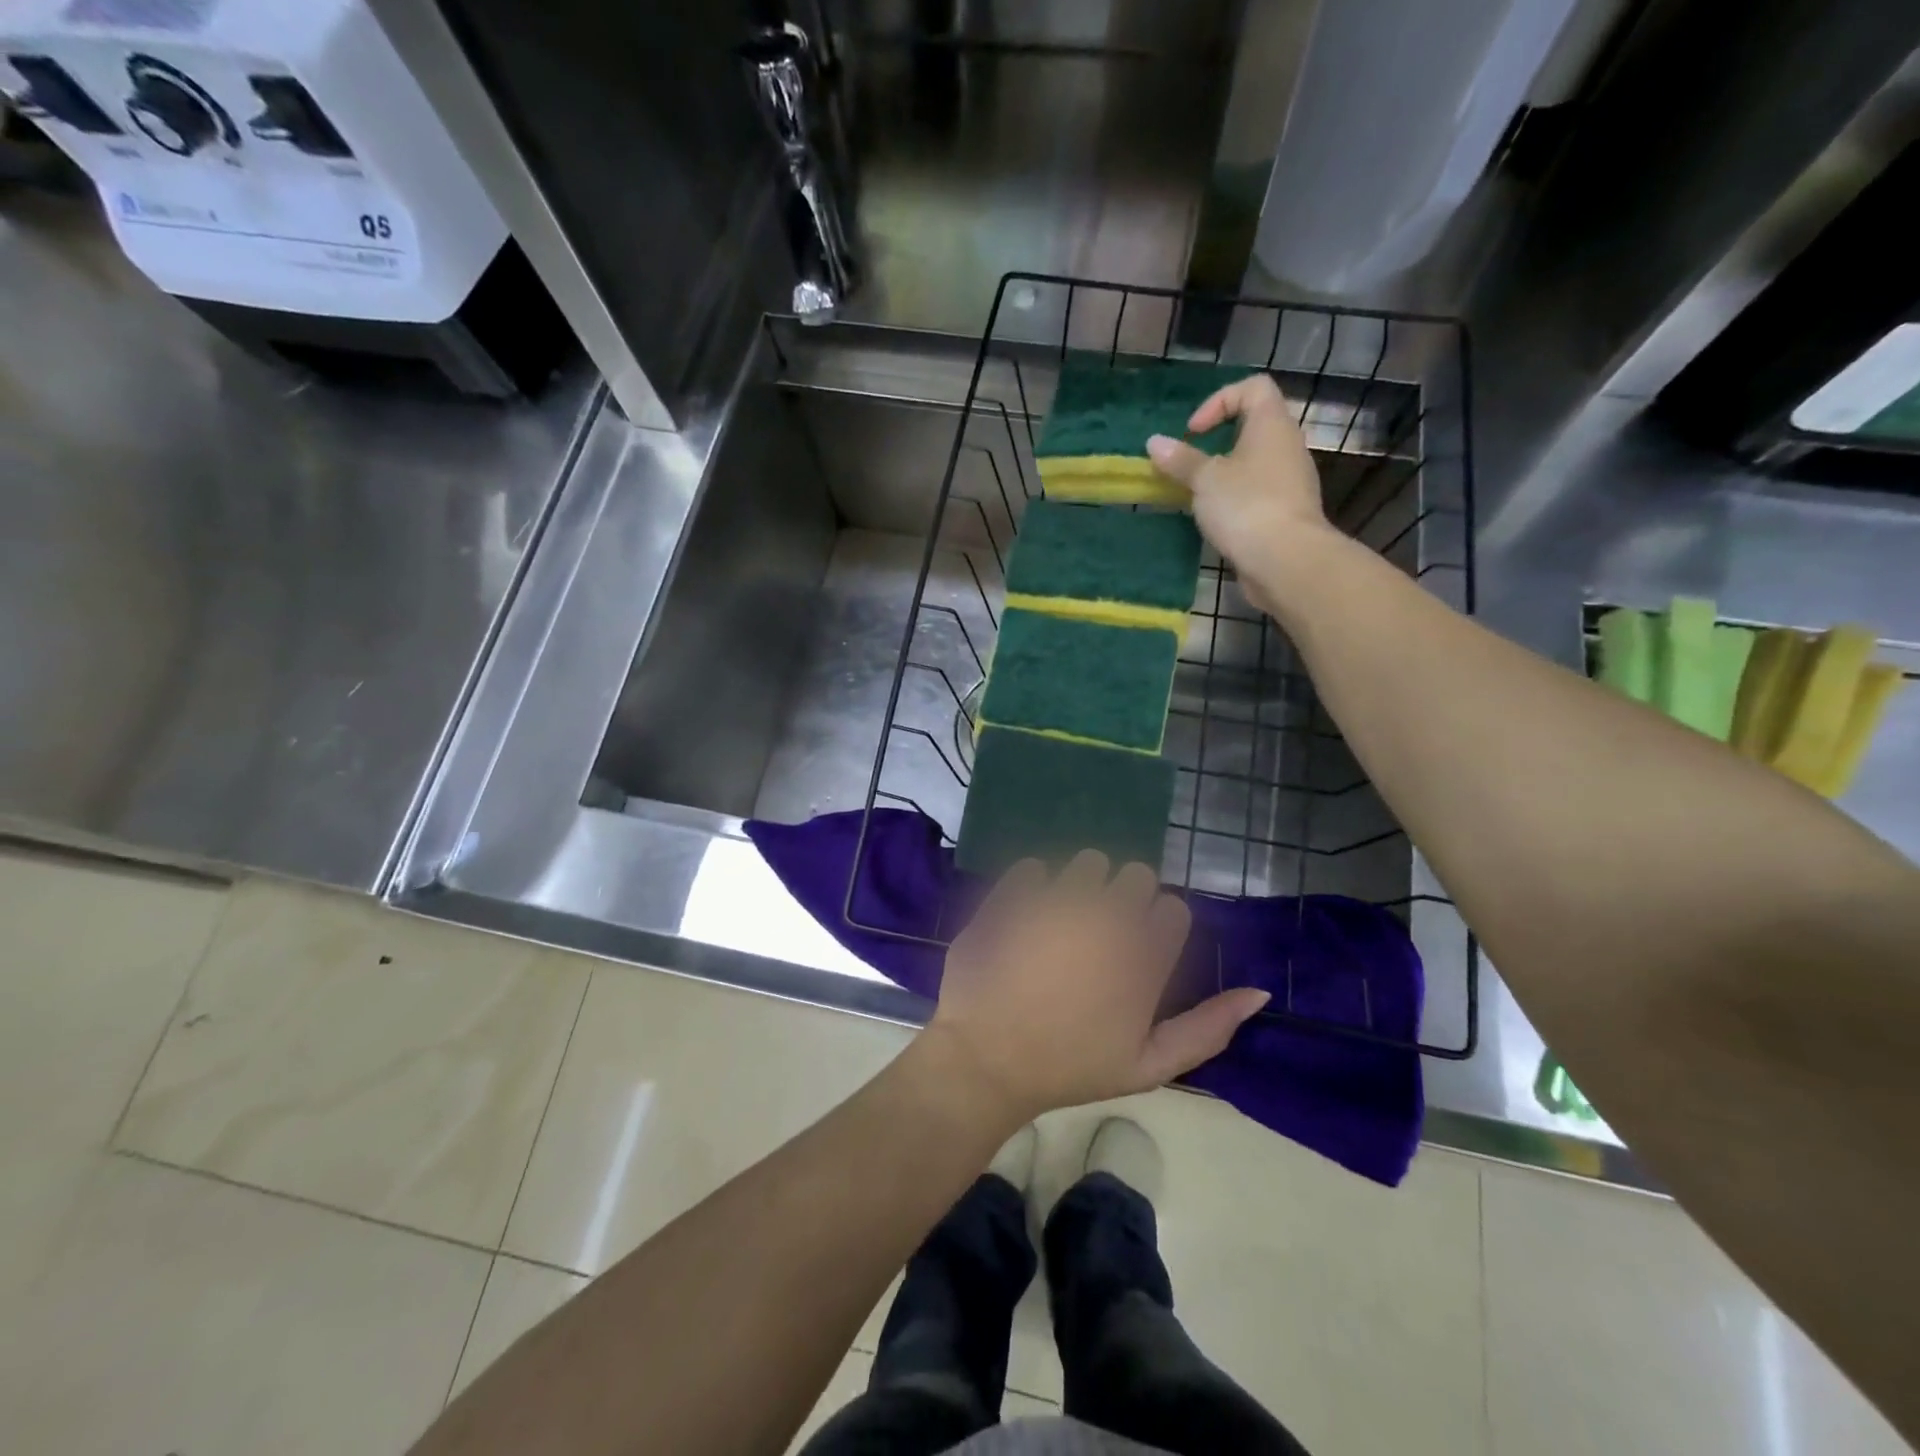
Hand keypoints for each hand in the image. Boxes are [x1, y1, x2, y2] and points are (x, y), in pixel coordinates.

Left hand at [922, 851, 1270, 1125]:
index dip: (1156, 927)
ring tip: (1062, 923)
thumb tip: (1260, 992)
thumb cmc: (1070, 1067)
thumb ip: (1208, 1029)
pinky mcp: (1013, 893)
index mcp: (1143, 957)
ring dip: (1082, 885)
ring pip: (1088, 861)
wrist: (985, 1061)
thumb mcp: (1148, 1065)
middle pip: (1136, 875)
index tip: (1135, 952)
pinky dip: (1033, 885)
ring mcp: (1056, 900)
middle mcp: (1107, 917)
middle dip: (1123, 899)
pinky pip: (1034, 867)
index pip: (1172, 909)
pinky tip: (1025, 917)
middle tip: (1098, 937)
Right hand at [1146, 374, 1332, 609]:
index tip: (1194, 432)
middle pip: (1254, 426)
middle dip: (1218, 441)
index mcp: (1272, 425)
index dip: (1220, 401)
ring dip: (1225, 473)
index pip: (1253, 388)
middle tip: (1191, 464)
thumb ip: (1180, 460)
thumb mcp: (1205, 480)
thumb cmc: (1245, 506)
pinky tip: (1217, 519)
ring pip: (1255, 463)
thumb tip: (1154, 442)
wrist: (1286, 560)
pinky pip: (1258, 492)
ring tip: (1198, 494)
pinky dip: (1236, 498)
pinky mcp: (1286, 511)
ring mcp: (1291, 480)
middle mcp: (1287, 446)